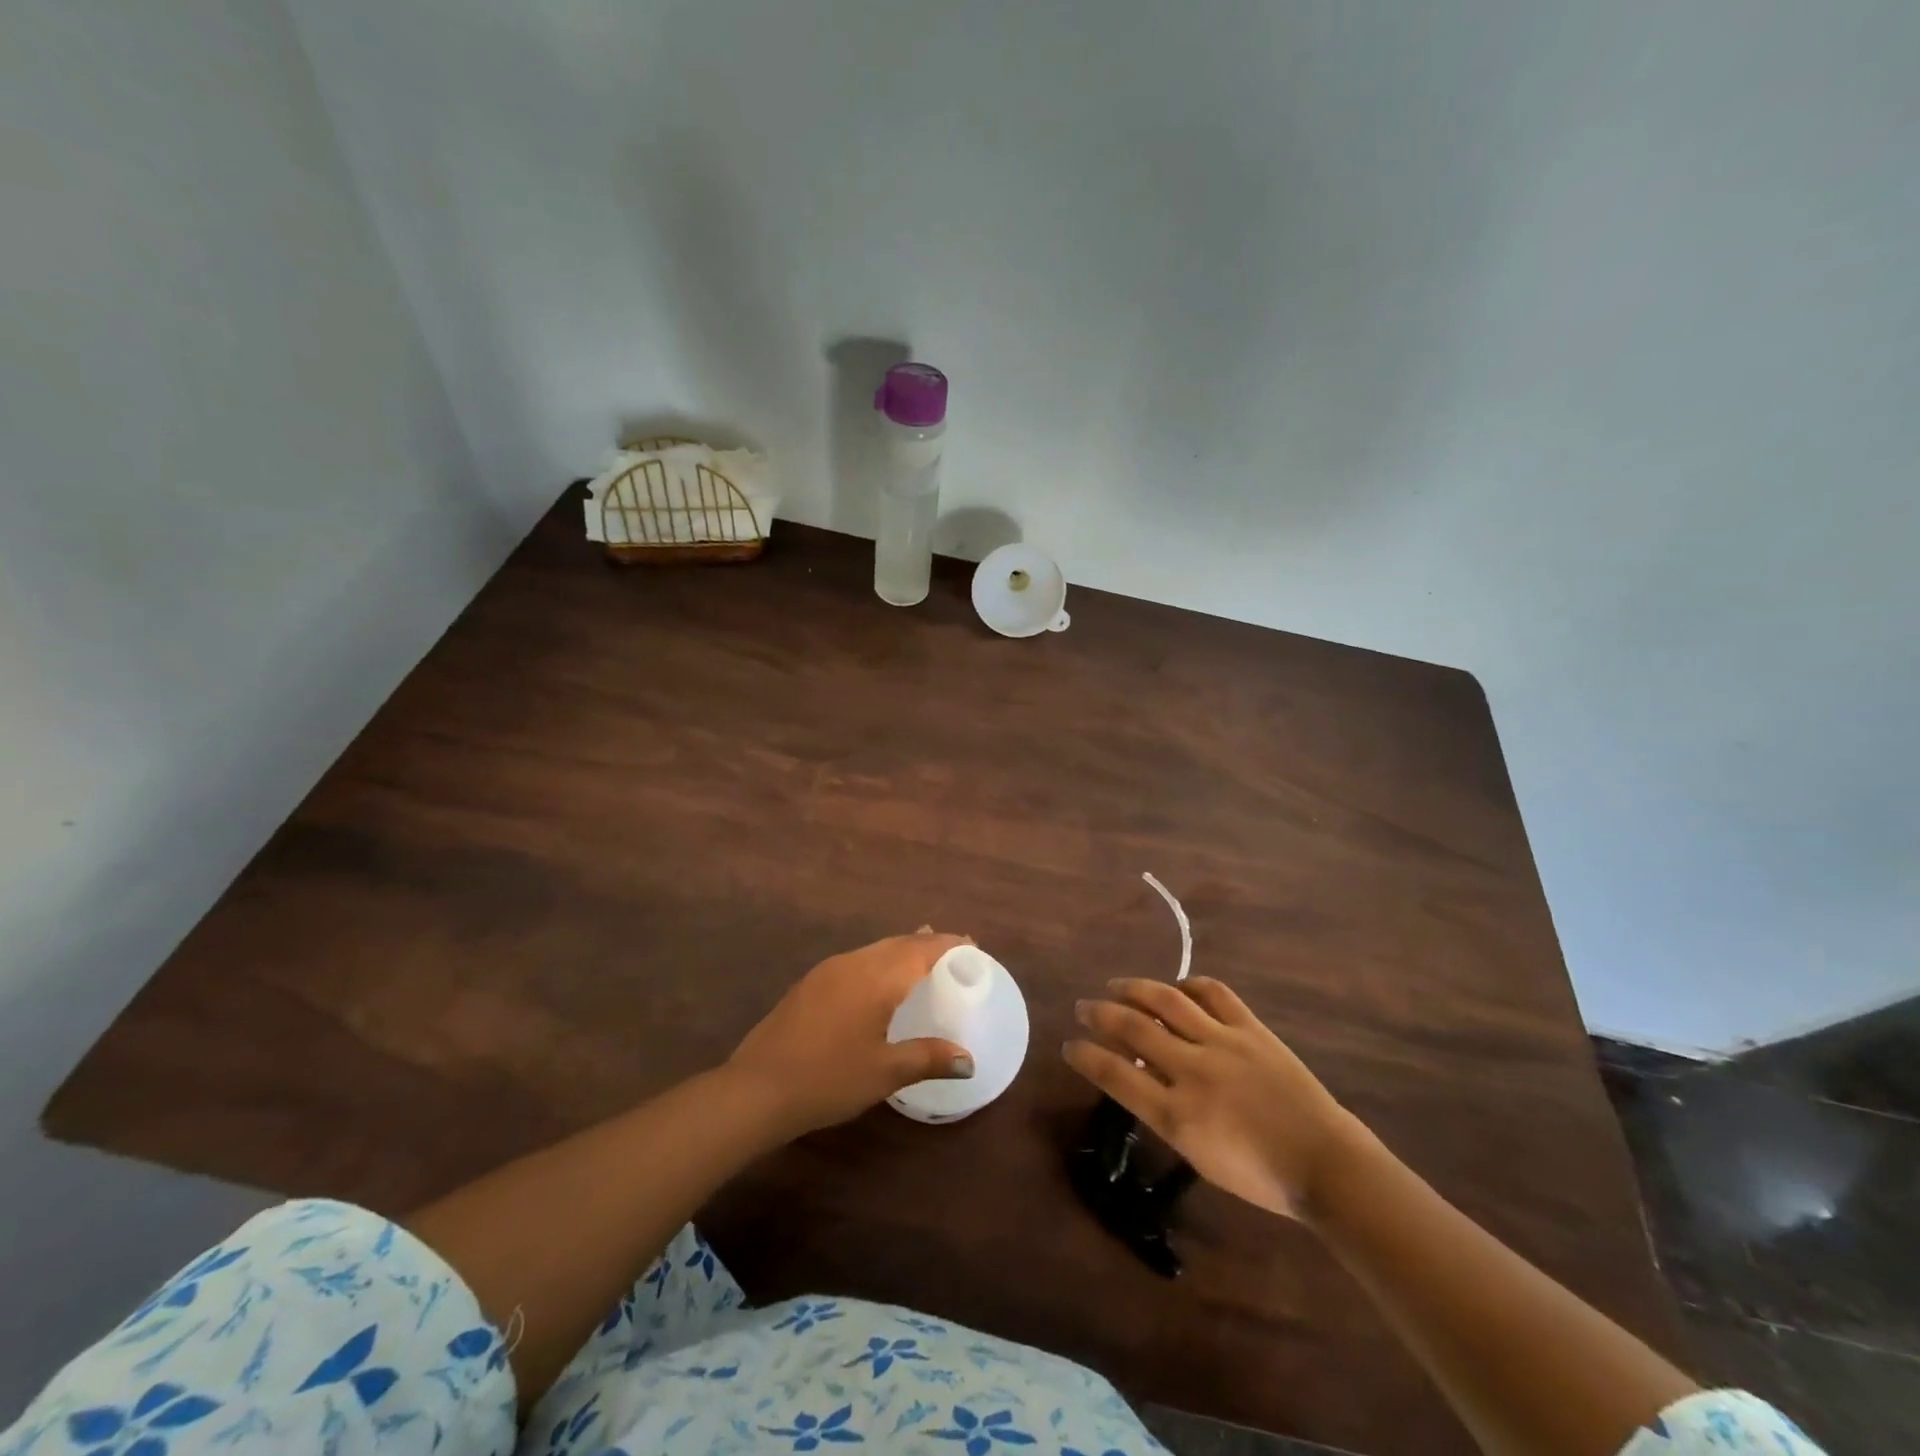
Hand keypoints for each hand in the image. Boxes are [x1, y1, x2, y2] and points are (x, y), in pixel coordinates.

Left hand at [728, 930, 975, 1136]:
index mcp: (877, 978)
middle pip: (898, 943)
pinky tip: (877, 983)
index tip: (973, 946)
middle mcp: (853, 963)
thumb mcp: (885, 1072)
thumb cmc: (828, 1079)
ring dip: (901, 951)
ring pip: (875, 949)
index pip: (922, 949)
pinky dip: (878, 962)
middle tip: (953, 952)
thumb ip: (928, 1058)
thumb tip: (967, 1061)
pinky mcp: (809, 984)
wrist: (757, 1088)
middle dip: (927, 943)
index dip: (950, 944)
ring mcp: (827, 971)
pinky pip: (856, 960)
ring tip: (921, 959)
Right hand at [1063, 977, 1353, 1220]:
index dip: (1086, 1056)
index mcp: (1177, 1115)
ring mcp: (1223, 1044)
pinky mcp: (1251, 1029)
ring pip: (1167, 1001)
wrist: (1324, 1163)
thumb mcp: (1197, 1154)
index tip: (1069, 1045)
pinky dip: (1189, 985)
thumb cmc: (1259, 1175)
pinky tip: (1177, 988)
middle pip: (1134, 1029)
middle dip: (1100, 1014)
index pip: (1116, 1075)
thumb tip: (1138, 1075)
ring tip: (1116, 985)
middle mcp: (1193, 1071)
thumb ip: (1164, 1113)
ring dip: (1134, 989)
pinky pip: (1213, 993)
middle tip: (1083, 1006)